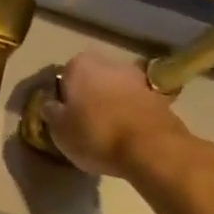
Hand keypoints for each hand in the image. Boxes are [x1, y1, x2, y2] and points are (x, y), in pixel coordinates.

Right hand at [36, 50, 185, 177]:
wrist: (153, 150)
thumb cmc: (96, 135)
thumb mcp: (59, 129)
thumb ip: (51, 112)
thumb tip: (51, 105)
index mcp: (81, 64)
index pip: (65, 75)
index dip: (63, 95)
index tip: (62, 114)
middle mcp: (111, 63)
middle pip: (93, 79)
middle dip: (89, 96)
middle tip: (83, 122)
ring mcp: (139, 79)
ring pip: (116, 91)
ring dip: (112, 105)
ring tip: (106, 132)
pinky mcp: (162, 99)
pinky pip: (136, 106)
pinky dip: (131, 116)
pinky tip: (126, 137)